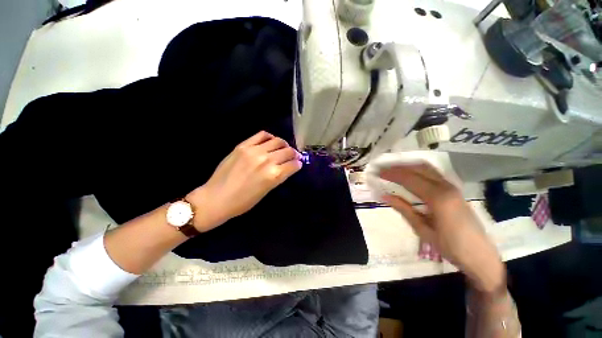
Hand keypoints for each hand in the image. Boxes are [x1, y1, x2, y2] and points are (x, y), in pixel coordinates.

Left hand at [187, 131, 301, 231]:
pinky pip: (262, 135)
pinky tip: (270, 142)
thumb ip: (279, 177)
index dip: (298, 163)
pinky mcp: (244, 145)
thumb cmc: (243, 202)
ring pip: (278, 141)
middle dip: (294, 154)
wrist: (216, 198)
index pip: (293, 164)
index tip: (298, 163)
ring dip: (284, 145)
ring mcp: (254, 151)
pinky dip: (270, 137)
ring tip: (283, 148)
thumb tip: (289, 167)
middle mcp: (267, 161)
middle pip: (288, 151)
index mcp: (274, 176)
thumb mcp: (266, 192)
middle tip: (293, 156)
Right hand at [379, 163, 505, 292]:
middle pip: (418, 169)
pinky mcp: (454, 190)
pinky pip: (433, 174)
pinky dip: (418, 170)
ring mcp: (452, 187)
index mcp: (438, 198)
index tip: (378, 173)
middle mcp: (446, 187)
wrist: (481, 257)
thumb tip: (384, 195)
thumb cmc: (450, 247)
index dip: (392, 174)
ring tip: (392, 168)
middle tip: (382, 168)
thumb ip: (403, 209)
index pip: (409, 179)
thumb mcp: (423, 230)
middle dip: (398, 167)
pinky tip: (410, 173)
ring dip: (408, 166)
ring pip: (427, 168)